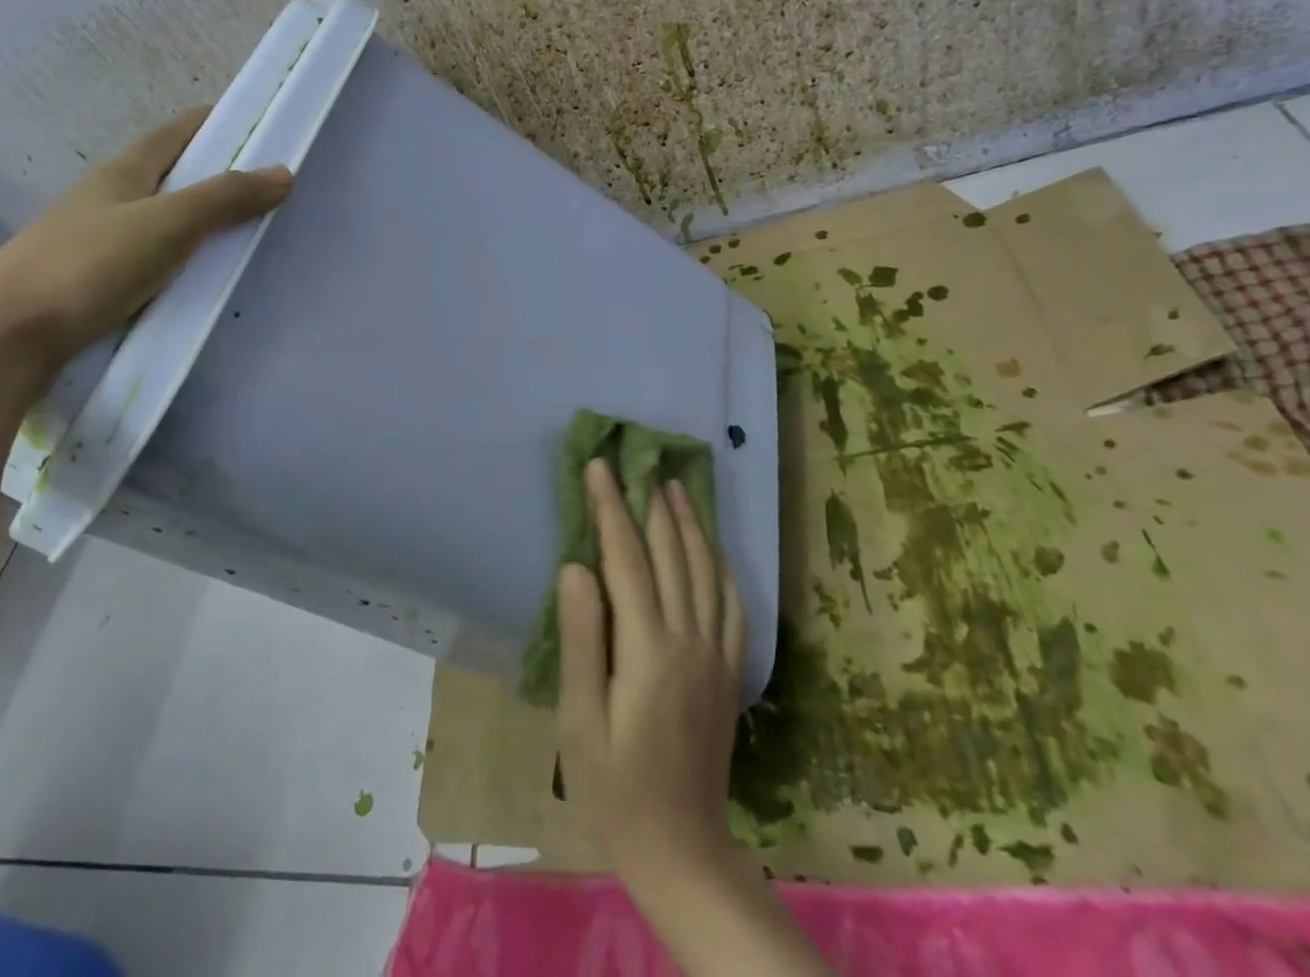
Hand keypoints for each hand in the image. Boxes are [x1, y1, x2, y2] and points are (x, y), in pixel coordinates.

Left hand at [0, 105, 291, 372]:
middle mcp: (109, 199)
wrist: (4, 337)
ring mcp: (99, 242)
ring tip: (247, 236)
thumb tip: (283, 172)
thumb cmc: (88, 265)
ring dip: (202, 223)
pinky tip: (204, 279)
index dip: (215, 123)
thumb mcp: (168, 224)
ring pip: (163, 221)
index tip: (258, 124)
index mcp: (123, 172)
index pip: (176, 133)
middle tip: (268, 189)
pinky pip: (154, 260)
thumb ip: (225, 198)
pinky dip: (184, 260)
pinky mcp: (96, 283)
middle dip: (217, 177)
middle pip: (172, 176)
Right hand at [556, 460, 747, 889]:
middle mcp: (688, 639)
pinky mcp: (730, 671)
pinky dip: (722, 565)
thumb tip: (576, 566)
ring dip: (689, 523)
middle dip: (650, 502)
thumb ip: (580, 638)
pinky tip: (714, 547)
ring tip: (675, 485)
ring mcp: (716, 653)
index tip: (599, 466)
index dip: (611, 507)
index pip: (626, 558)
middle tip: (638, 461)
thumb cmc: (614, 787)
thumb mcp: (579, 719)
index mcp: (647, 648)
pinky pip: (732, 604)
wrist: (682, 848)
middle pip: (670, 553)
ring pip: (706, 569)